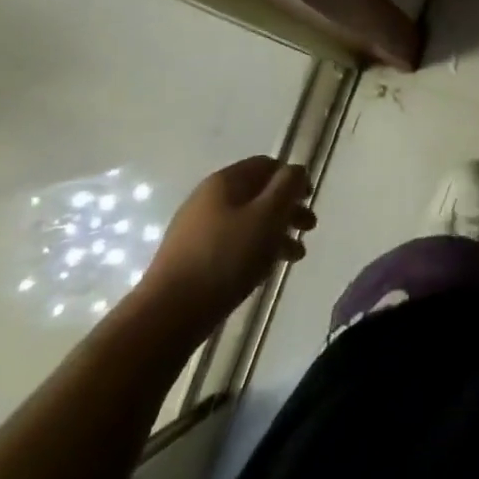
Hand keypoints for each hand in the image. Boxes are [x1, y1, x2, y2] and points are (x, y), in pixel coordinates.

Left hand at [138, 157, 314, 323]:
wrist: (169, 312)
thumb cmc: (225, 257)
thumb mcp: (266, 216)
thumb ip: (287, 187)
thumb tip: (296, 170)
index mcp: (225, 181)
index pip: (266, 165)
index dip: (292, 177)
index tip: (310, 199)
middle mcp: (208, 198)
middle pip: (257, 194)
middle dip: (287, 208)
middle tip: (309, 228)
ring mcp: (197, 228)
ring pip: (247, 221)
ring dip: (275, 232)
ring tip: (295, 256)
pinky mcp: (192, 257)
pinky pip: (232, 242)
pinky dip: (255, 249)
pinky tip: (265, 270)